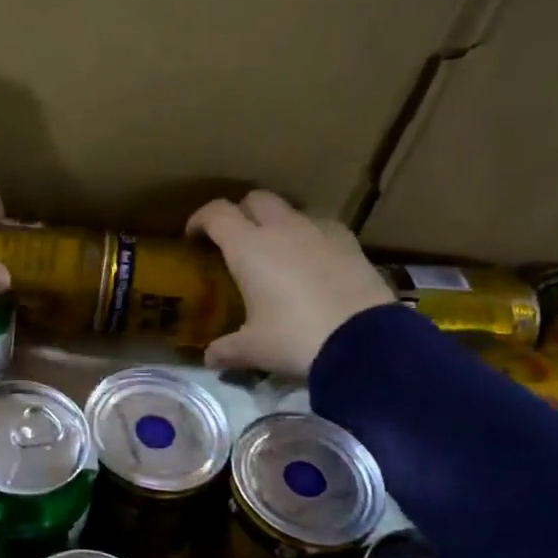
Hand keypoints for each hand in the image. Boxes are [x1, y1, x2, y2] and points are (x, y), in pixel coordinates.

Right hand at [187, 191, 393, 376]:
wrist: (364, 341)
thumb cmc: (295, 338)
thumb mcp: (253, 349)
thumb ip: (226, 349)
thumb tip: (209, 358)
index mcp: (248, 246)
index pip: (216, 213)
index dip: (200, 220)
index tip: (193, 237)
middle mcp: (282, 228)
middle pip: (255, 199)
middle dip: (240, 213)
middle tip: (234, 240)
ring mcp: (319, 231)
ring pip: (291, 210)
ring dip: (277, 223)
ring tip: (275, 251)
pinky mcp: (350, 242)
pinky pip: (321, 227)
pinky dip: (309, 236)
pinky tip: (312, 262)